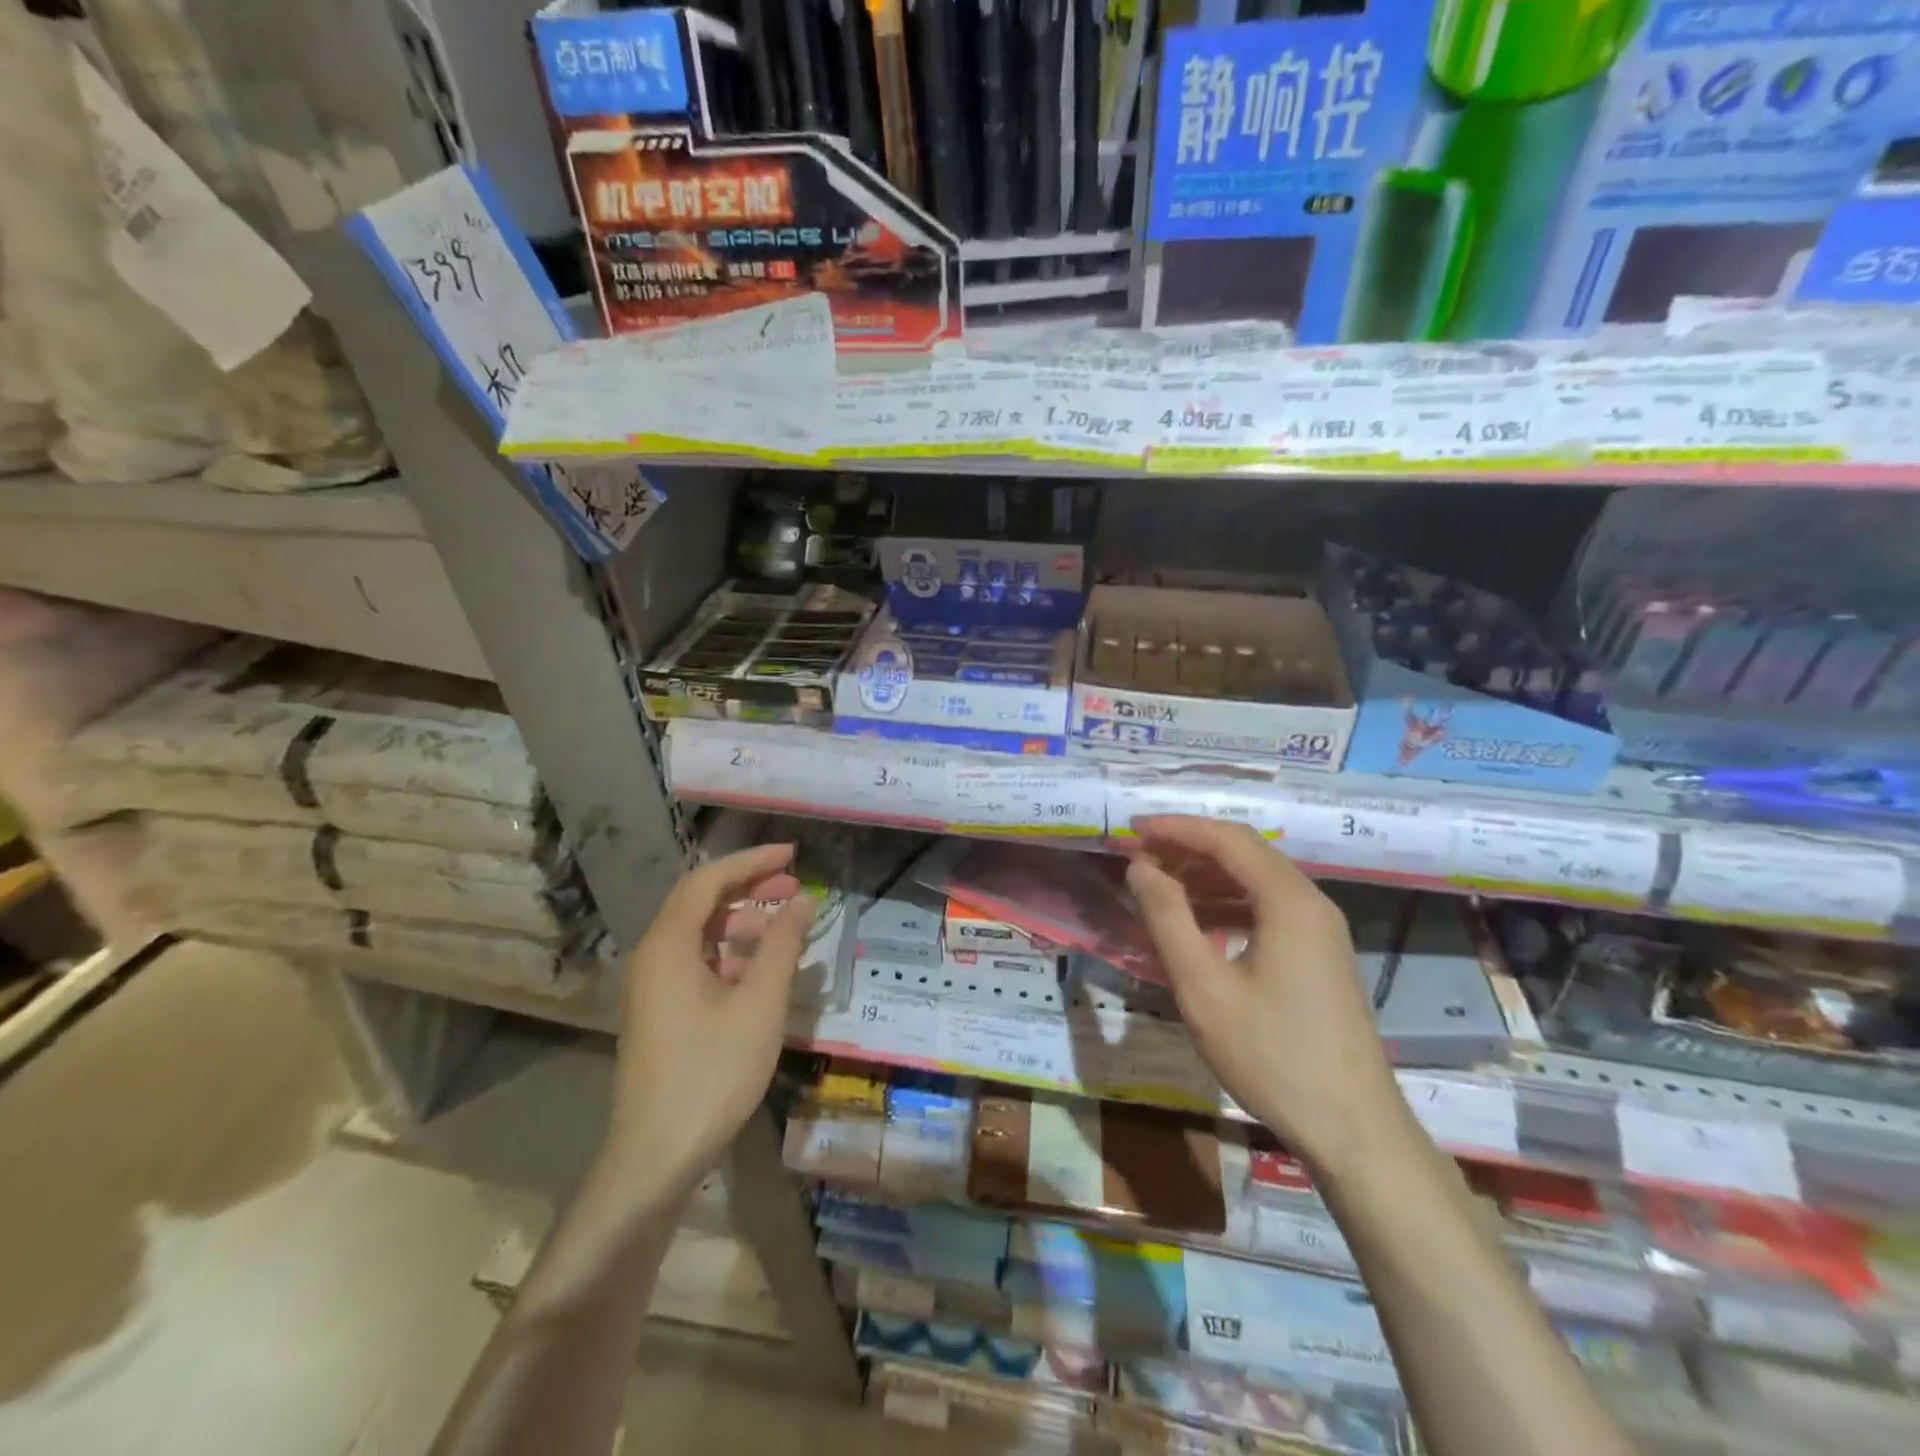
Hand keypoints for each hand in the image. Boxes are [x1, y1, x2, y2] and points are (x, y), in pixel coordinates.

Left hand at [603, 844, 814, 1198]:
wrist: (654, 1159)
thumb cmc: (711, 1073)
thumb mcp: (759, 1005)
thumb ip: (782, 945)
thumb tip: (802, 901)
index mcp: (668, 945)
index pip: (708, 880)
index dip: (752, 861)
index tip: (793, 855)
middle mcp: (652, 957)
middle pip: (700, 903)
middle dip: (749, 888)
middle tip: (795, 887)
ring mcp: (651, 988)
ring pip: (698, 935)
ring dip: (741, 923)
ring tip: (785, 928)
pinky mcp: (658, 1014)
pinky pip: (694, 963)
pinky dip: (729, 955)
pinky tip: (760, 972)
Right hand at [1125, 816, 1403, 1164]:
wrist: (1353, 1129)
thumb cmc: (1272, 1055)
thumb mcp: (1203, 987)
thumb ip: (1167, 919)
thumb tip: (1141, 868)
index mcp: (1288, 900)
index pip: (1227, 839)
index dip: (1176, 828)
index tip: (1132, 830)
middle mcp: (1311, 902)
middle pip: (1245, 853)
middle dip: (1188, 848)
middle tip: (1139, 858)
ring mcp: (1320, 930)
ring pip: (1256, 881)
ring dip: (1206, 876)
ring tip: (1157, 886)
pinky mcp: (1319, 956)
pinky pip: (1267, 909)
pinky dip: (1226, 904)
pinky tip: (1196, 925)